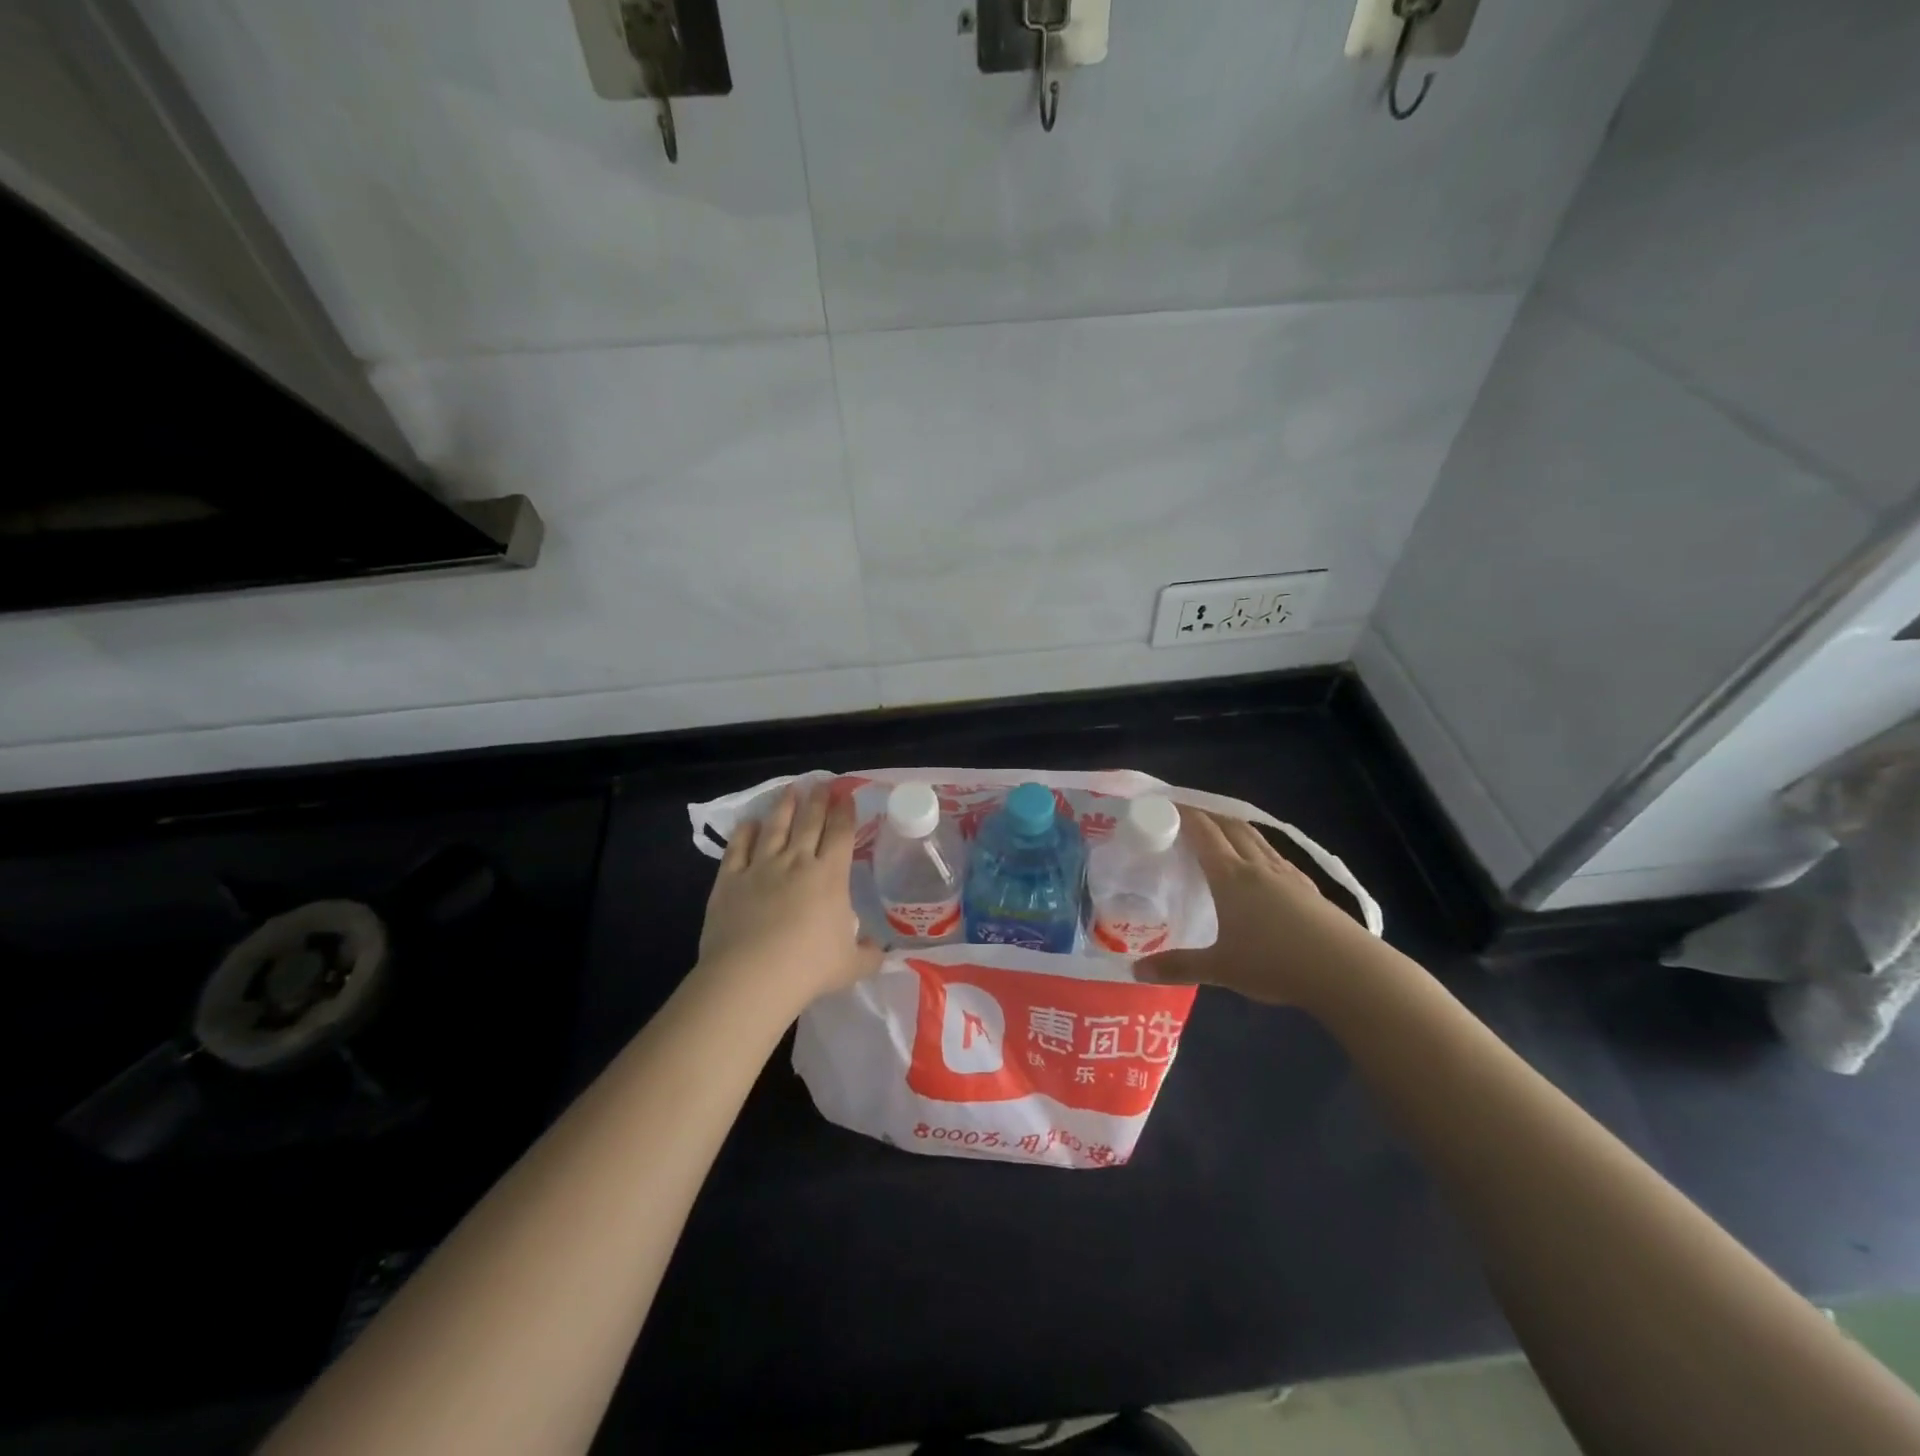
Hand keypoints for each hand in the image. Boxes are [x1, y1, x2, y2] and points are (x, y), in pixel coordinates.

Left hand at [696, 782, 882, 1008]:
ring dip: (784, 806)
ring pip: (775, 827)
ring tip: (790, 789)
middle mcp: (796, 862)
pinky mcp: (730, 880)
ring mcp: (760, 868)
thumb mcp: (851, 965)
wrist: (752, 976)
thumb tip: (881, 952)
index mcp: (830, 876)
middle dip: (818, 800)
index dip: (845, 812)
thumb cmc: (809, 968)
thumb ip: (868, 955)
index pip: (840, 834)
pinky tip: (749, 822)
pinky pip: (738, 848)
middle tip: (821, 783)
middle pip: (809, 822)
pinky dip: (745, 832)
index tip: (846, 794)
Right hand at [1135, 807, 1373, 1008]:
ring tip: (1220, 830)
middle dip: (1208, 814)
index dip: (1184, 814)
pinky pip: (1275, 856)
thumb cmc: (1275, 963)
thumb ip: (1178, 967)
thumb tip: (1134, 971)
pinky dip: (1258, 848)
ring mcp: (1287, 875)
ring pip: (1256, 838)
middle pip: (1230, 827)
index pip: (1203, 832)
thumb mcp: (1220, 968)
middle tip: (1188, 814)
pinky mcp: (1309, 889)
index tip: (1164, 805)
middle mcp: (1257, 866)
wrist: (1347, 971)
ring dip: (1234, 827)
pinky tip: (1261, 865)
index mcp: (1230, 876)